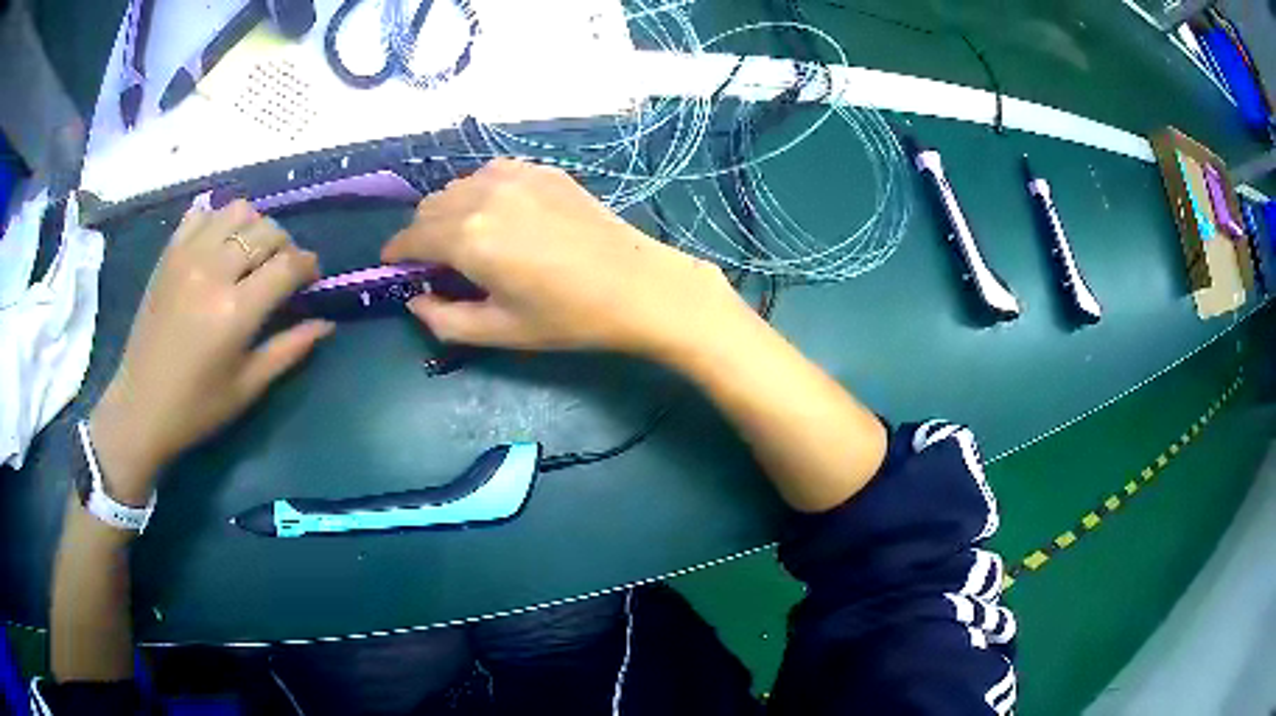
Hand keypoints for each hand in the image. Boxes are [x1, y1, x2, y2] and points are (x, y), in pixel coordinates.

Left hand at [90, 200, 332, 503]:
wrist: (139, 407)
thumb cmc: (196, 408)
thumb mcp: (248, 387)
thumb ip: (289, 349)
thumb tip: (326, 323)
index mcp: (235, 312)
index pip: (288, 264)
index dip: (309, 266)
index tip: (312, 279)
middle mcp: (213, 272)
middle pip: (267, 231)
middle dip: (285, 247)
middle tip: (282, 272)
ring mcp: (187, 257)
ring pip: (237, 211)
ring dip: (254, 227)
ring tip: (250, 254)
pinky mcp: (169, 254)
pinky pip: (202, 213)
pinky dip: (218, 221)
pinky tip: (219, 246)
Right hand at [382, 158, 750, 358]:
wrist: (637, 285)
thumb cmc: (568, 317)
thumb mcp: (499, 331)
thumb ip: (443, 320)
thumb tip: (415, 300)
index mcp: (468, 236)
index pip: (411, 236)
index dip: (396, 252)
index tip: (393, 265)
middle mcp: (483, 194)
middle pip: (430, 206)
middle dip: (421, 233)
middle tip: (435, 262)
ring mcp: (515, 175)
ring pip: (458, 186)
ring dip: (448, 210)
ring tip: (466, 239)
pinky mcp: (541, 169)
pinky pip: (490, 173)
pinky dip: (480, 191)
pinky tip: (499, 214)